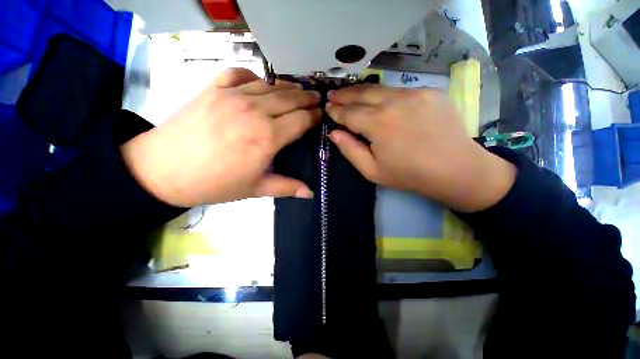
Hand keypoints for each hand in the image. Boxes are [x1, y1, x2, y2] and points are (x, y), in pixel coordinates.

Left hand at [121, 68, 321, 206]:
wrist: (164, 169)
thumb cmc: (216, 183)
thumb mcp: (256, 189)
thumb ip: (287, 188)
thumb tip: (310, 193)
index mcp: (268, 137)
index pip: (301, 120)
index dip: (315, 116)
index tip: (322, 114)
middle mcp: (255, 111)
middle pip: (290, 98)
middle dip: (307, 98)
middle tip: (316, 98)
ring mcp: (233, 96)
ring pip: (270, 85)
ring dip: (288, 86)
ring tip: (298, 89)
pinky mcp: (214, 88)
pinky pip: (240, 73)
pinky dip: (254, 75)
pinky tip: (260, 83)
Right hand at [326, 84, 515, 212]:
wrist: (456, 169)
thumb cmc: (409, 175)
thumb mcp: (372, 170)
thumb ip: (350, 150)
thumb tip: (334, 133)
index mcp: (378, 124)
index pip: (349, 113)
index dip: (336, 111)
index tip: (327, 109)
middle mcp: (394, 102)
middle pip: (362, 93)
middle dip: (344, 95)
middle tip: (332, 95)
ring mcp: (415, 93)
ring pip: (380, 88)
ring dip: (362, 91)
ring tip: (350, 93)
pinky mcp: (430, 92)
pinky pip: (399, 91)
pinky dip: (384, 94)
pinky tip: (379, 100)